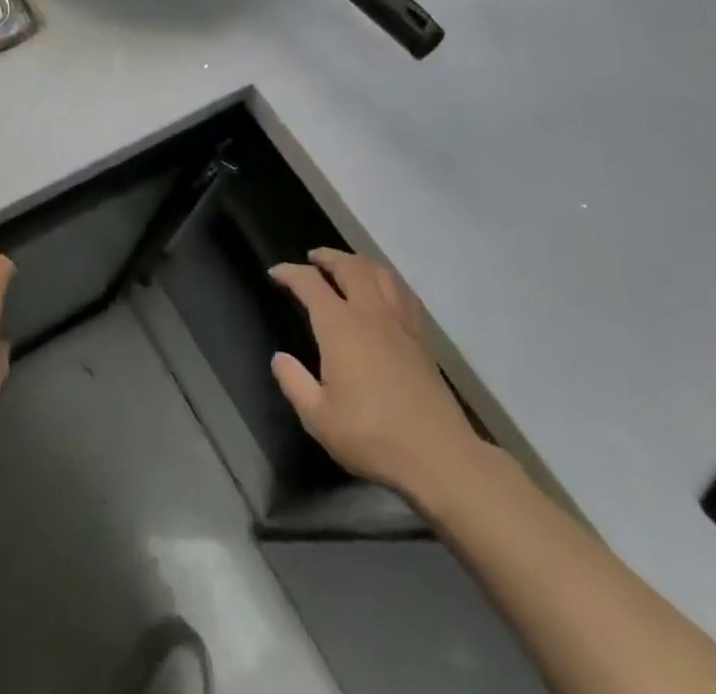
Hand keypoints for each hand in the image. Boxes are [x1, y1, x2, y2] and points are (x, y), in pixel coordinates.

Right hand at [269, 248, 483, 505]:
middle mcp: (370, 314)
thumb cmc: (372, 436)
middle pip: (349, 267)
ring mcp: (400, 325)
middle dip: (328, 257)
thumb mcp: (318, 418)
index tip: (275, 272)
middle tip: (312, 258)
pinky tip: (384, 293)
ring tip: (348, 267)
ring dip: (359, 262)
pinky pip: (403, 294)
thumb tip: (279, 358)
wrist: (440, 458)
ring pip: (381, 273)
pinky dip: (387, 281)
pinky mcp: (422, 340)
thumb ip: (294, 383)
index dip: (290, 272)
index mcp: (340, 327)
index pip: (310, 283)